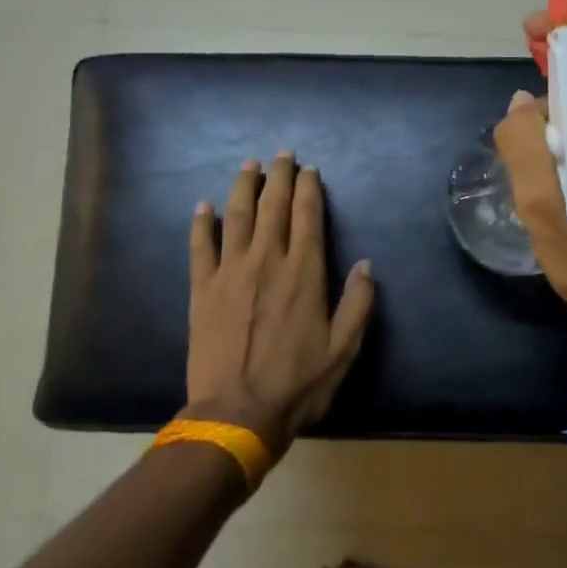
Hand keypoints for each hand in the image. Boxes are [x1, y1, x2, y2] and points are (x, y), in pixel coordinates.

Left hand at [185, 154, 374, 458]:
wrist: (237, 412)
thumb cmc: (298, 383)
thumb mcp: (344, 349)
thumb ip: (358, 304)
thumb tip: (366, 265)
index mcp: (304, 274)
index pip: (307, 217)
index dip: (309, 189)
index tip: (310, 170)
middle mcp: (267, 262)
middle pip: (272, 207)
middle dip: (279, 177)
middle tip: (282, 155)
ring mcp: (230, 273)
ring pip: (236, 217)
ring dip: (243, 188)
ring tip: (249, 165)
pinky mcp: (202, 290)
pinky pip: (200, 247)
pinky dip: (201, 224)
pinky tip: (204, 206)